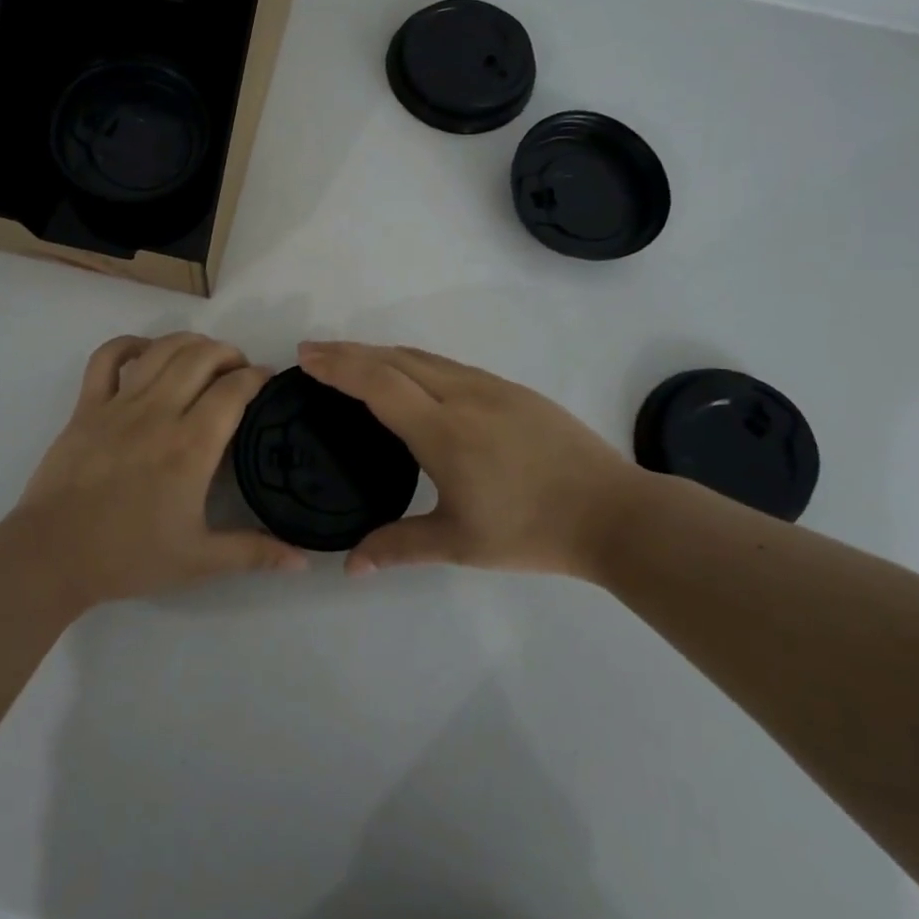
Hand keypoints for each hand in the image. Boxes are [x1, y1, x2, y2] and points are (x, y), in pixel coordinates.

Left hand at [6, 332, 308, 607]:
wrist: (53, 556)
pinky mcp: (87, 406)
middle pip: (201, 357)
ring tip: (204, 355)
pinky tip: (147, 351)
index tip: (268, 380)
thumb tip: (305, 563)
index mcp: (191, 447)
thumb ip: (254, 553)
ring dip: (190, 342)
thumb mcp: (199, 560)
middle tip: (239, 369)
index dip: (257, 376)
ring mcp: (119, 404)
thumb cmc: (129, 557)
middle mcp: (159, 413)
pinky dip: (130, 344)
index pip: (234, 390)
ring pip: (162, 350)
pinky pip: (107, 357)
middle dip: (229, 353)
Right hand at [298, 340, 653, 581]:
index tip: (304, 357)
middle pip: (394, 359)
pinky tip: (408, 376)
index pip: (378, 383)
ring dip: (380, 352)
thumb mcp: (459, 544)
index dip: (338, 366)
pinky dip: (412, 361)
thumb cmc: (532, 530)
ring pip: (422, 357)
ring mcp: (490, 387)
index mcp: (443, 430)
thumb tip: (349, 567)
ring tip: (351, 359)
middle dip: (349, 351)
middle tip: (313, 353)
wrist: (614, 512)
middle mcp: (462, 395)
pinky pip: (447, 364)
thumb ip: (398, 547)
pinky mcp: (511, 389)